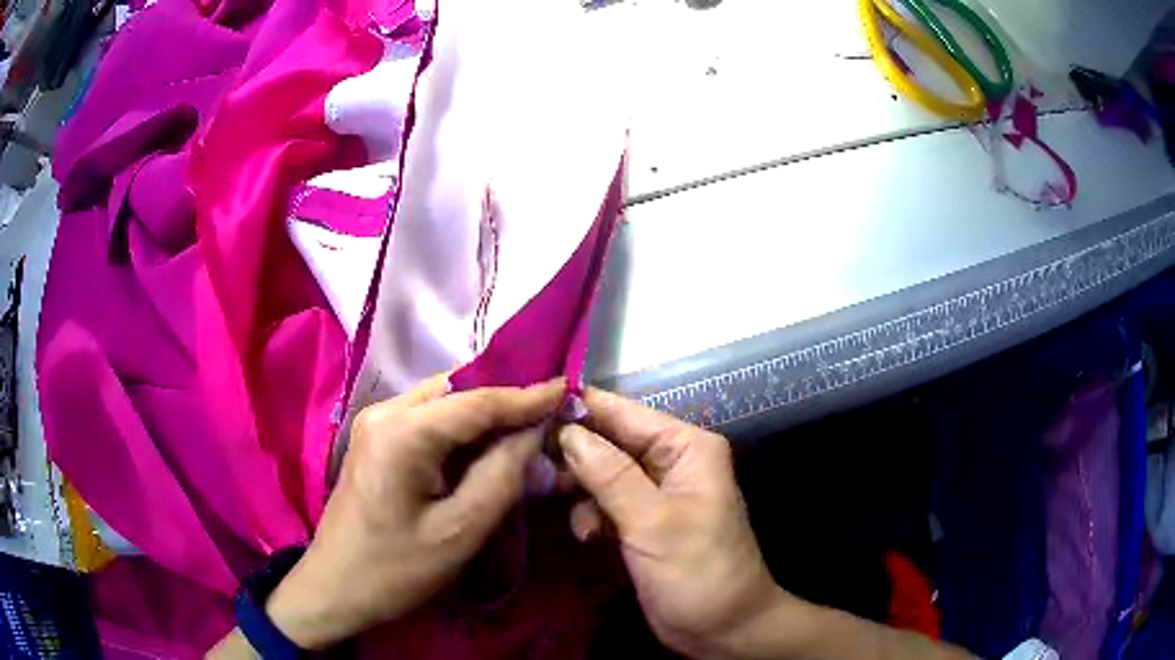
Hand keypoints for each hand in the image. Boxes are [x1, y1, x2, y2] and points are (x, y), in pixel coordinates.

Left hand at [264, 375, 563, 648]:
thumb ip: (502, 476)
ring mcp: (375, 422)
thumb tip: (535, 433)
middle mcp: (385, 412)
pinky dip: (461, 428)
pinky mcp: (375, 439)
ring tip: (526, 430)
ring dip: (483, 414)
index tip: (567, 390)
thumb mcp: (459, 531)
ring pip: (443, 402)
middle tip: (550, 416)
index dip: (525, 396)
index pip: (477, 400)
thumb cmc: (395, 569)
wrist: (335, 587)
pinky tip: (484, 446)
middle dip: (504, 401)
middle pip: (457, 391)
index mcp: (402, 432)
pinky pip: (428, 419)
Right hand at [558, 388, 790, 659]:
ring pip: (600, 474)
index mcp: (685, 447)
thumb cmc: (698, 572)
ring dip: (578, 489)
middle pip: (608, 442)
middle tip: (531, 467)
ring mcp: (653, 494)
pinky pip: (604, 504)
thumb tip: (567, 429)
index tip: (526, 410)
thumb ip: (610, 475)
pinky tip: (586, 535)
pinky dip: (589, 515)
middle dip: (571, 454)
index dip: (577, 408)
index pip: (623, 413)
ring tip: (554, 501)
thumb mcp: (653, 522)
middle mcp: (669, 462)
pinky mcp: (640, 523)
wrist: (722, 629)